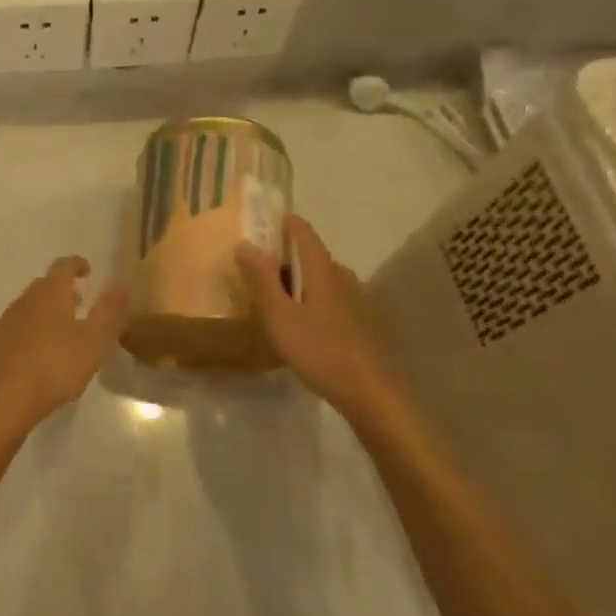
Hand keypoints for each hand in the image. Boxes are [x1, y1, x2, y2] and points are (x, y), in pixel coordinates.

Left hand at [0, 257, 129, 436]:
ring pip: (29, 307)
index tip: (87, 269)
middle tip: (78, 300)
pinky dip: (31, 332)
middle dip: (61, 290)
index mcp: (50, 294)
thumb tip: (123, 284)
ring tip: (61, 329)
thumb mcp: (94, 341)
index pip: (63, 266)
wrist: (3, 399)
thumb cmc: (55, 366)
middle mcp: (25, 301)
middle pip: (44, 286)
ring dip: (45, 311)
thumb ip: (110, 312)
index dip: (76, 264)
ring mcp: (6, 323)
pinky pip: (17, 330)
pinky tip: (38, 353)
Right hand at [236, 216, 395, 415]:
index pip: (303, 231)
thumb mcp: (280, 317)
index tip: (259, 222)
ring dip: (298, 281)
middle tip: (256, 271)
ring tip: (274, 299)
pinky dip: (311, 300)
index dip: (282, 222)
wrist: (371, 393)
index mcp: (322, 270)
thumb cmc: (320, 351)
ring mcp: (356, 300)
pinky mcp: (361, 322)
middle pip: (311, 256)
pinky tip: (301, 324)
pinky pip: (329, 298)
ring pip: (321, 279)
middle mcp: (342, 277)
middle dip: (284, 257)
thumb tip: (245, 243)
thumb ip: (262, 280)